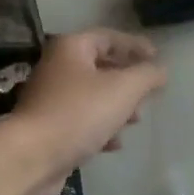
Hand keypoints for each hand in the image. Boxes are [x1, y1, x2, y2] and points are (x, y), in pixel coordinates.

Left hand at [0, 29, 166, 194]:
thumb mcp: (123, 89)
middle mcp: (56, 68)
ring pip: (91, 96)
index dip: (135, 45)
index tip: (158, 59)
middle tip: (147, 95)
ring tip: (134, 121)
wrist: (32, 157)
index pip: (108, 37)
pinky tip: (113, 144)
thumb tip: (161, 70)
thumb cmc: (79, 113)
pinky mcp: (47, 128)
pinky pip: (80, 121)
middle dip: (127, 81)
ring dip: (116, 107)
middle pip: (100, 67)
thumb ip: (147, 76)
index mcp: (71, 48)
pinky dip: (100, 128)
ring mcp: (49, 99)